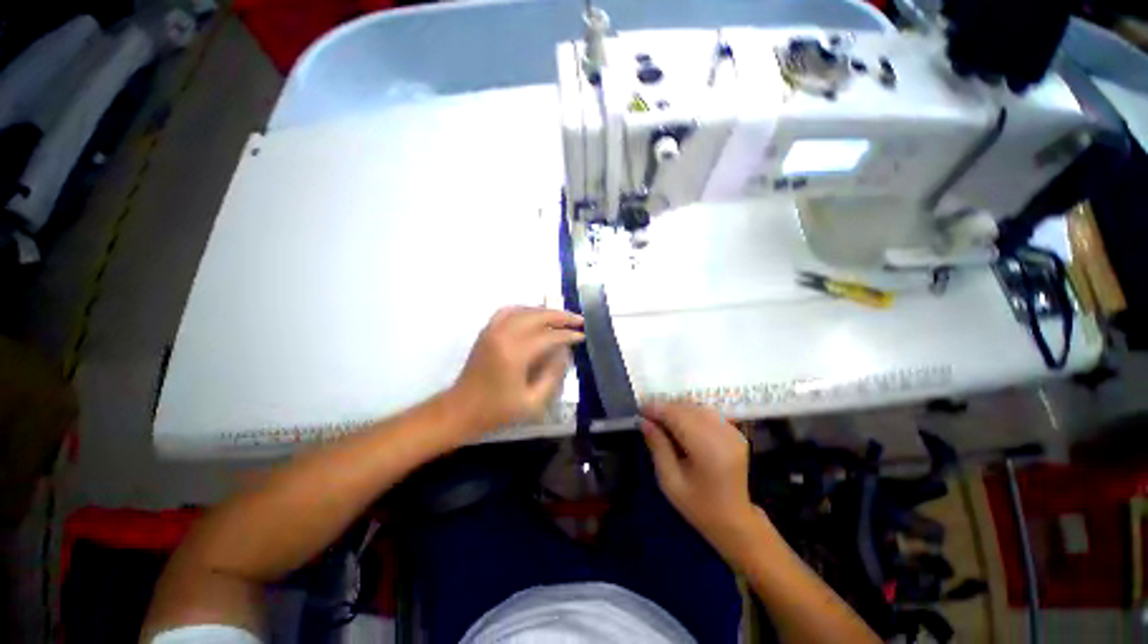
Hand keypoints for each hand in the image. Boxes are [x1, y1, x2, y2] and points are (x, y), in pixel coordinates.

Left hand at [450, 306, 583, 434]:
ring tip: (561, 318)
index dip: (568, 335)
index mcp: (515, 353)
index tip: (582, 336)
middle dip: (561, 316)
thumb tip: (564, 353)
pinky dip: (525, 310)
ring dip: (545, 311)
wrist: (460, 410)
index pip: (549, 336)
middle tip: (579, 320)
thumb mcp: (532, 402)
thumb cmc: (497, 411)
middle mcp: (503, 335)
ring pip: (524, 310)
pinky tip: (534, 316)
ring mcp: (492, 330)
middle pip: (538, 316)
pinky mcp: (486, 331)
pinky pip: (508, 311)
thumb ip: (552, 376)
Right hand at [640, 402, 759, 555]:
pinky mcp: (736, 433)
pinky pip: (709, 413)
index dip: (658, 409)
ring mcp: (733, 432)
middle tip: (648, 415)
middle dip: (666, 407)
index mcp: (708, 449)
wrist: (734, 522)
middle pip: (689, 408)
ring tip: (662, 419)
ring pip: (698, 407)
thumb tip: (644, 421)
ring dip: (678, 409)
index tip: (640, 410)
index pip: (678, 416)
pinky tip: (681, 424)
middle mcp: (723, 435)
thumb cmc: (698, 506)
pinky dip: (691, 414)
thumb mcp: (670, 481)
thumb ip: (658, 447)